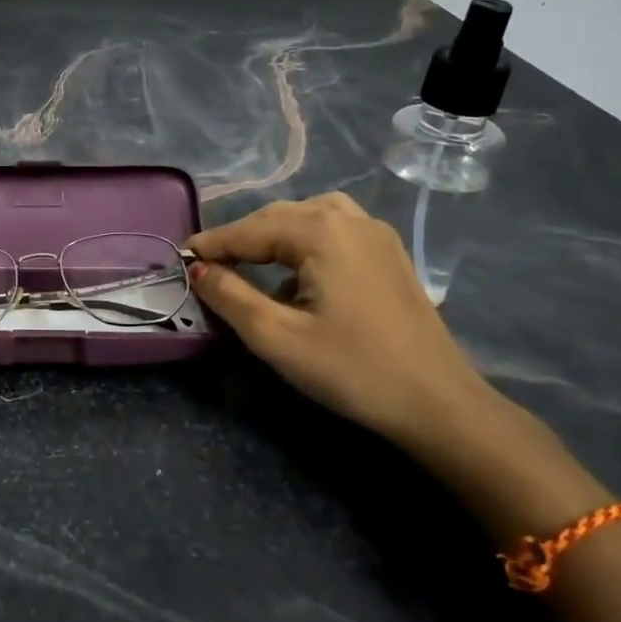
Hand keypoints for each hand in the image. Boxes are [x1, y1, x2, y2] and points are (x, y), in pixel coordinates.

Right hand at [186, 192, 505, 451]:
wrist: (439, 405)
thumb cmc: (352, 370)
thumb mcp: (277, 338)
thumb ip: (230, 297)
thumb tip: (199, 269)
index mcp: (322, 231)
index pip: (250, 230)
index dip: (213, 244)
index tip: (181, 256)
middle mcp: (351, 219)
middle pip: (279, 216)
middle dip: (242, 237)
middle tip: (209, 263)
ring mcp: (377, 235)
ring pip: (310, 218)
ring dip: (274, 235)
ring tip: (250, 261)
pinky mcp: (391, 255)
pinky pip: (335, 232)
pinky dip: (305, 242)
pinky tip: (297, 275)